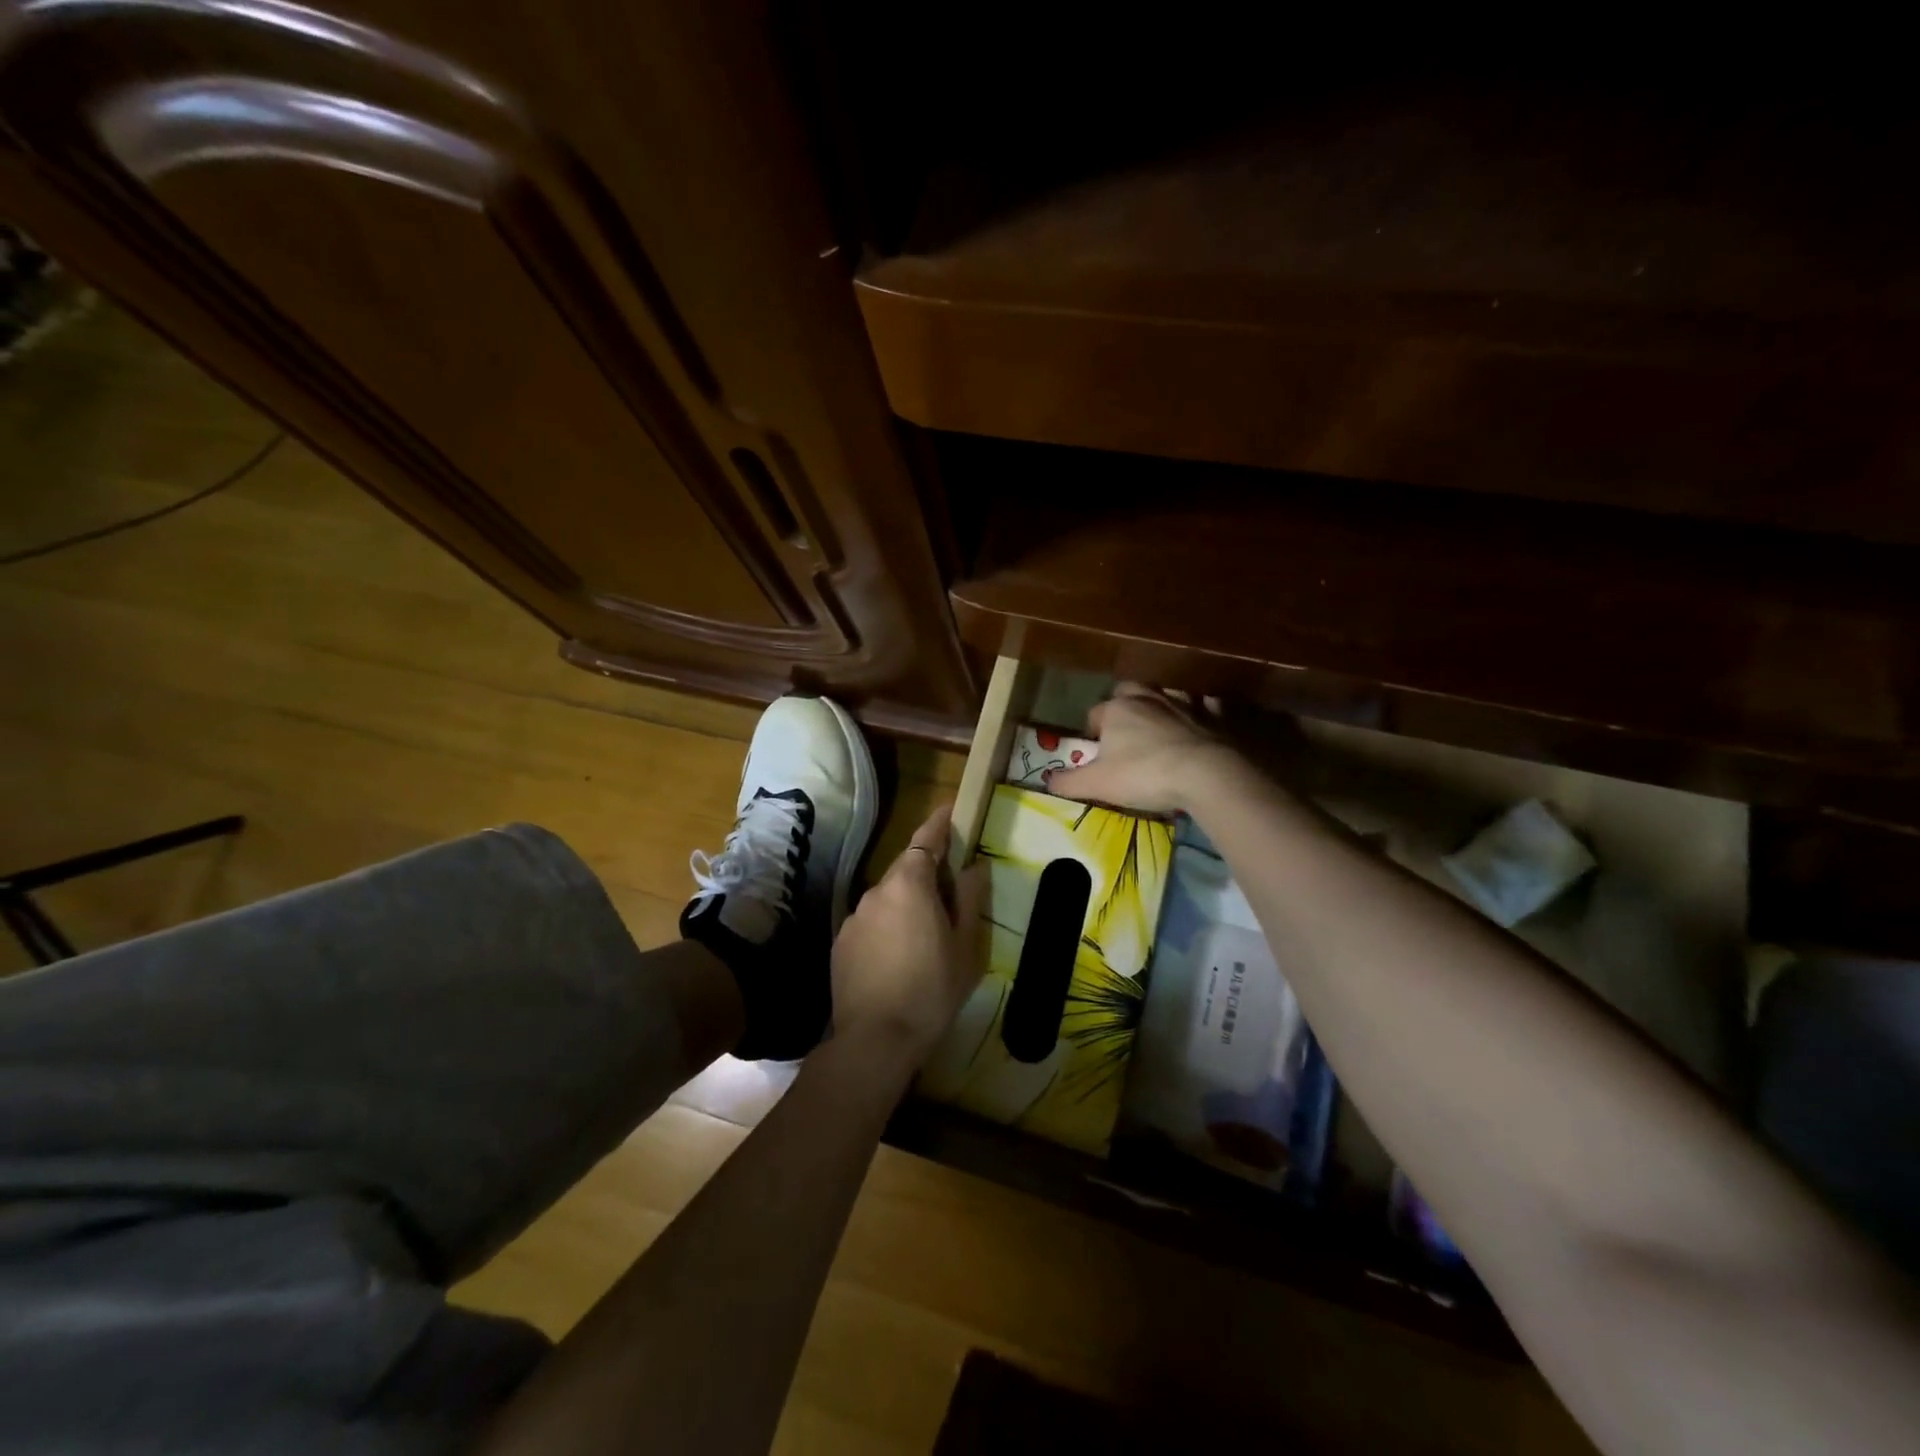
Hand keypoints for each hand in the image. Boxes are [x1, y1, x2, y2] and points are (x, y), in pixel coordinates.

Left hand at [831, 804, 986, 1068]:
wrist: (875, 1040)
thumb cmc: (932, 989)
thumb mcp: (965, 946)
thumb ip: (969, 899)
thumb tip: (974, 867)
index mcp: (909, 883)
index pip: (925, 839)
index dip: (939, 823)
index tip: (950, 810)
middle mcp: (876, 891)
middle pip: (906, 869)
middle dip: (927, 873)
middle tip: (950, 894)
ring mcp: (854, 917)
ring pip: (887, 898)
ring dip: (906, 904)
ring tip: (924, 936)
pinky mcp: (840, 942)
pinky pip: (871, 922)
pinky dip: (887, 927)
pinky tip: (897, 958)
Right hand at [1044, 683, 1243, 814]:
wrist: (1206, 774)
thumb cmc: (1144, 775)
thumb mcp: (1097, 784)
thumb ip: (1068, 782)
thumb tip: (1046, 780)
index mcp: (1116, 710)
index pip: (1094, 714)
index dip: (1092, 733)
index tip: (1095, 753)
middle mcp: (1148, 698)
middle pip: (1129, 691)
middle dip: (1123, 704)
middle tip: (1124, 731)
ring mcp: (1184, 703)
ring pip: (1166, 693)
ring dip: (1160, 704)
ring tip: (1157, 724)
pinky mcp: (1214, 716)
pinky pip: (1206, 704)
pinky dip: (1201, 710)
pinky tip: (1200, 721)